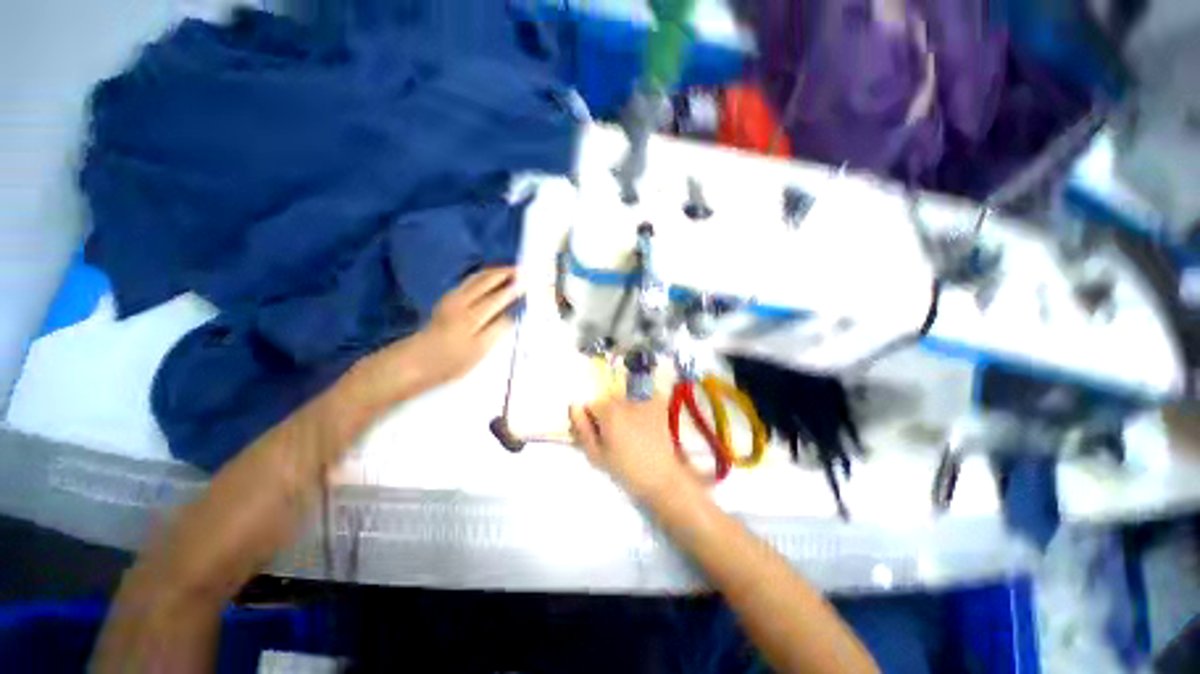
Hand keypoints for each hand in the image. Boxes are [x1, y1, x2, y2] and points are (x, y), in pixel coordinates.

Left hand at [404, 267, 519, 390]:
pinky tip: (492, 279)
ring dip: (495, 272)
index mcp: (472, 316)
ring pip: (477, 278)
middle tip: (523, 270)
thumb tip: (513, 314)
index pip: (498, 297)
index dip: (515, 289)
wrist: (416, 361)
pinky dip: (484, 276)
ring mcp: (453, 297)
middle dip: (506, 273)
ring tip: (511, 271)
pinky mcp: (448, 298)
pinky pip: (470, 281)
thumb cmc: (451, 361)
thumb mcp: (479, 351)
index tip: (529, 281)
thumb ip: (497, 330)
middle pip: (487, 280)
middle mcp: (462, 301)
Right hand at [569, 396, 691, 501]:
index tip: (600, 436)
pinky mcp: (658, 403)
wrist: (661, 476)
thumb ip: (582, 429)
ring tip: (633, 433)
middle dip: (608, 414)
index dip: (592, 421)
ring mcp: (644, 399)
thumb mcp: (596, 455)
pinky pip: (642, 398)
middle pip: (608, 401)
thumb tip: (573, 406)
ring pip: (624, 400)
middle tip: (617, 436)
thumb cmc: (626, 469)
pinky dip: (641, 406)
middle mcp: (626, 400)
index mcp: (609, 412)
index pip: (591, 406)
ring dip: (624, 411)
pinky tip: (644, 424)